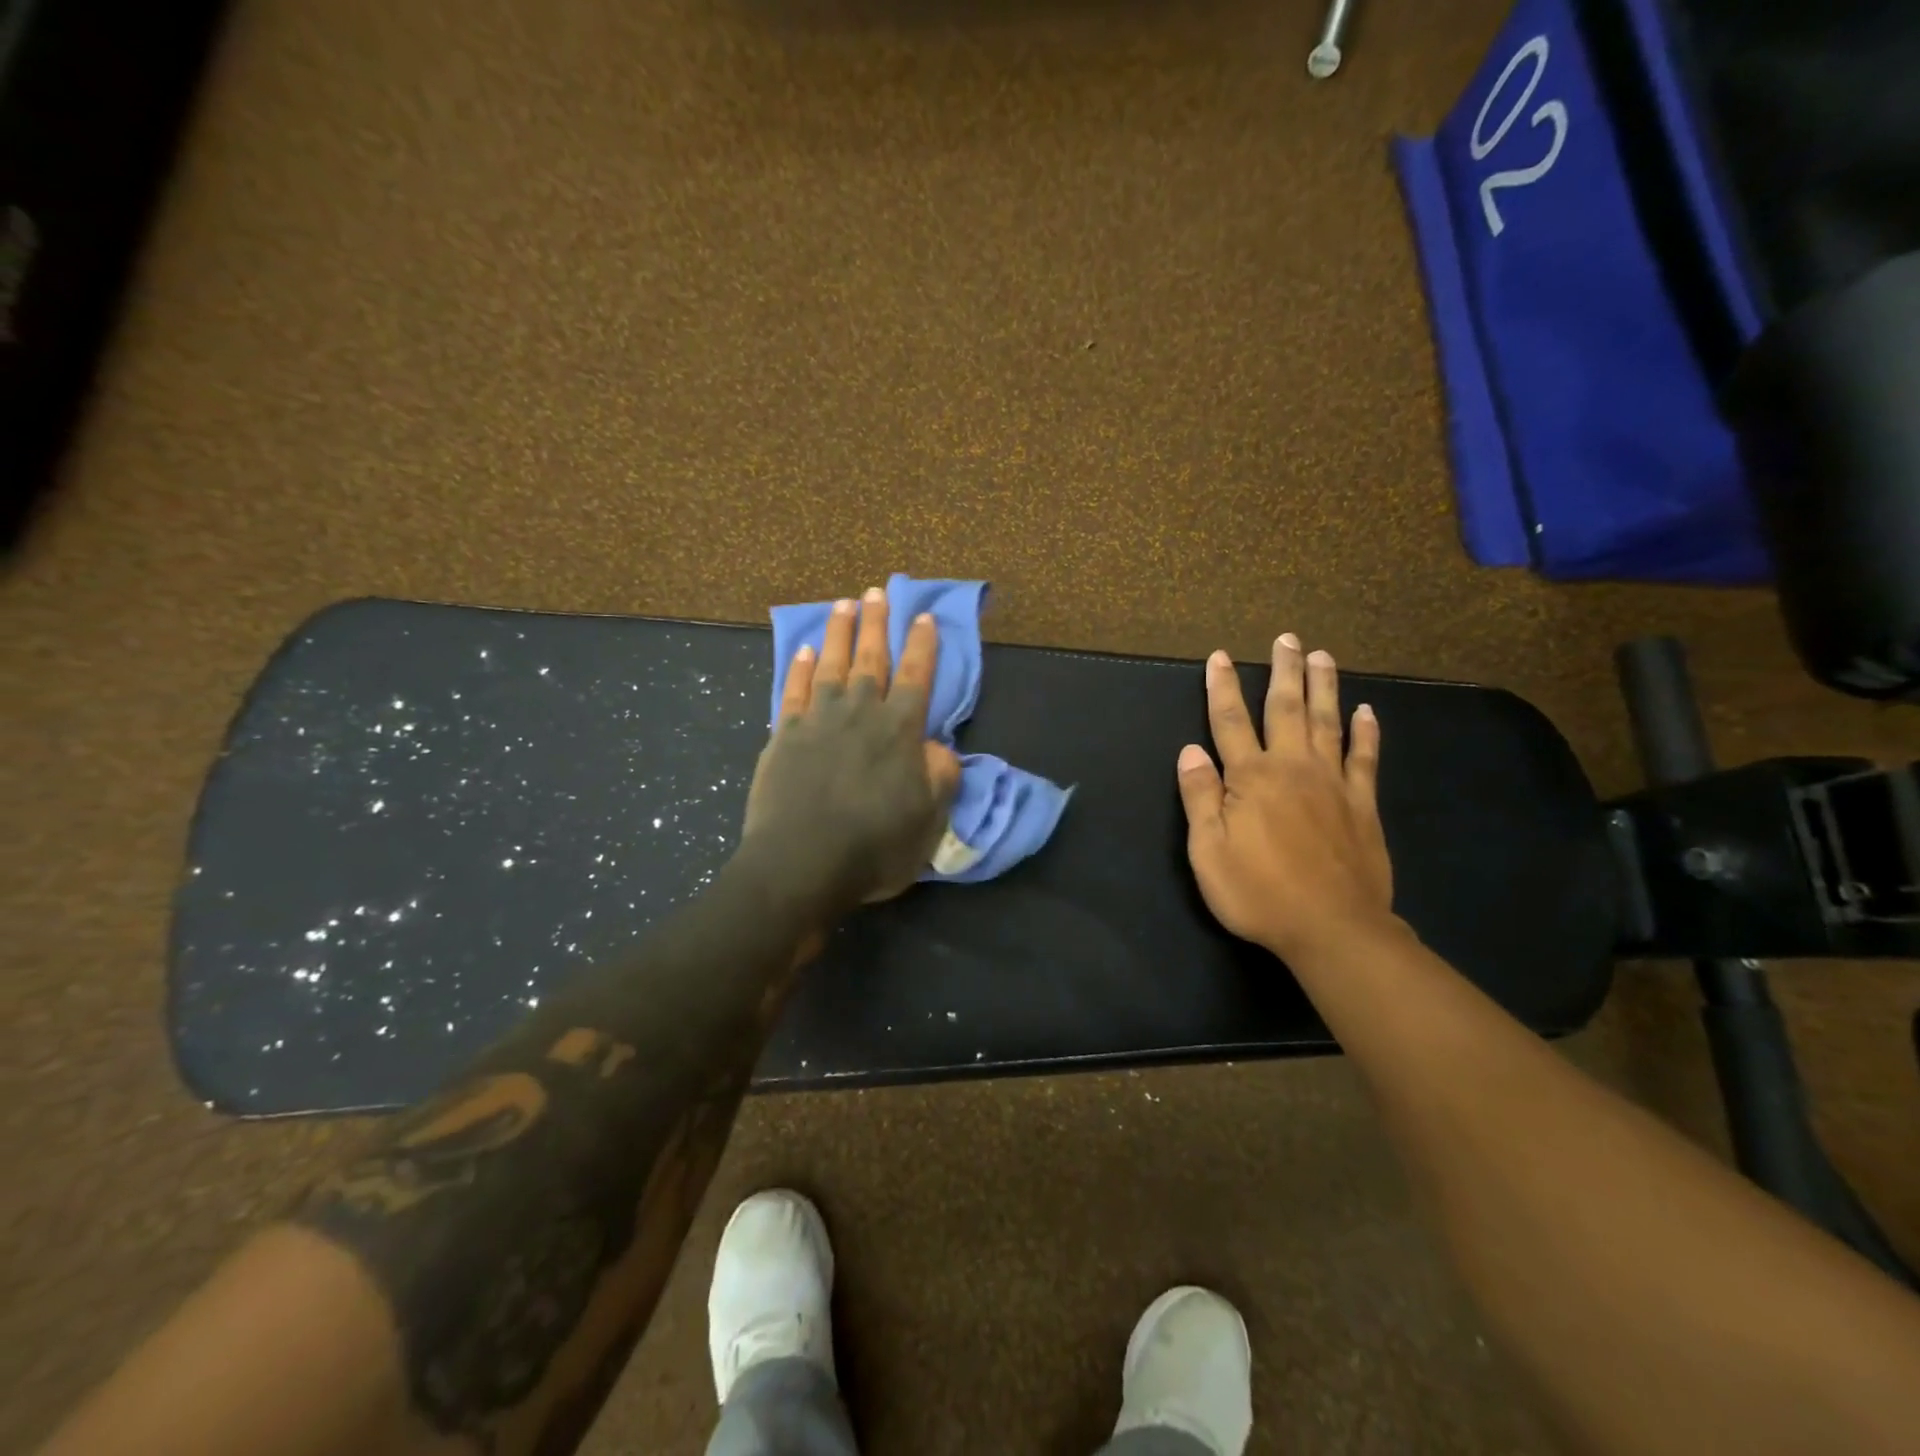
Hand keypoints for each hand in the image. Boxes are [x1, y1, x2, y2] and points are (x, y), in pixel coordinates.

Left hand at [741, 587, 962, 912]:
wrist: (801, 863)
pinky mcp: (784, 735)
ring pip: (830, 664)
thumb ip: (940, 775)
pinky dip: (798, 668)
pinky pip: (793, 691)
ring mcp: (818, 719)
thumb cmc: (874, 846)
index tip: (924, 616)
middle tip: (877, 591)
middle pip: (871, 658)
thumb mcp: (929, 819)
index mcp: (899, 729)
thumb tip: (938, 746)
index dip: (922, 645)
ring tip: (843, 605)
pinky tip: (802, 651)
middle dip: (877, 623)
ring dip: (838, 633)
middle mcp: (860, 712)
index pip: (916, 675)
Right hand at [1177, 634, 1393, 960]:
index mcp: (1251, 778)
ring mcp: (1333, 784)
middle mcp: (1293, 768)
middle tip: (1287, 638)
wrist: (1333, 929)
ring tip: (1322, 656)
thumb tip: (1190, 751)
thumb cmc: (1259, 892)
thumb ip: (1200, 797)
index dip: (1223, 688)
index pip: (1231, 721)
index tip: (1220, 657)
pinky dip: (1367, 733)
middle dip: (1283, 672)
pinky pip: (1365, 759)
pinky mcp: (1363, 805)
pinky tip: (1367, 712)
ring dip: (1324, 687)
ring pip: (1328, 723)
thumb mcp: (1208, 851)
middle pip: (1286, 709)